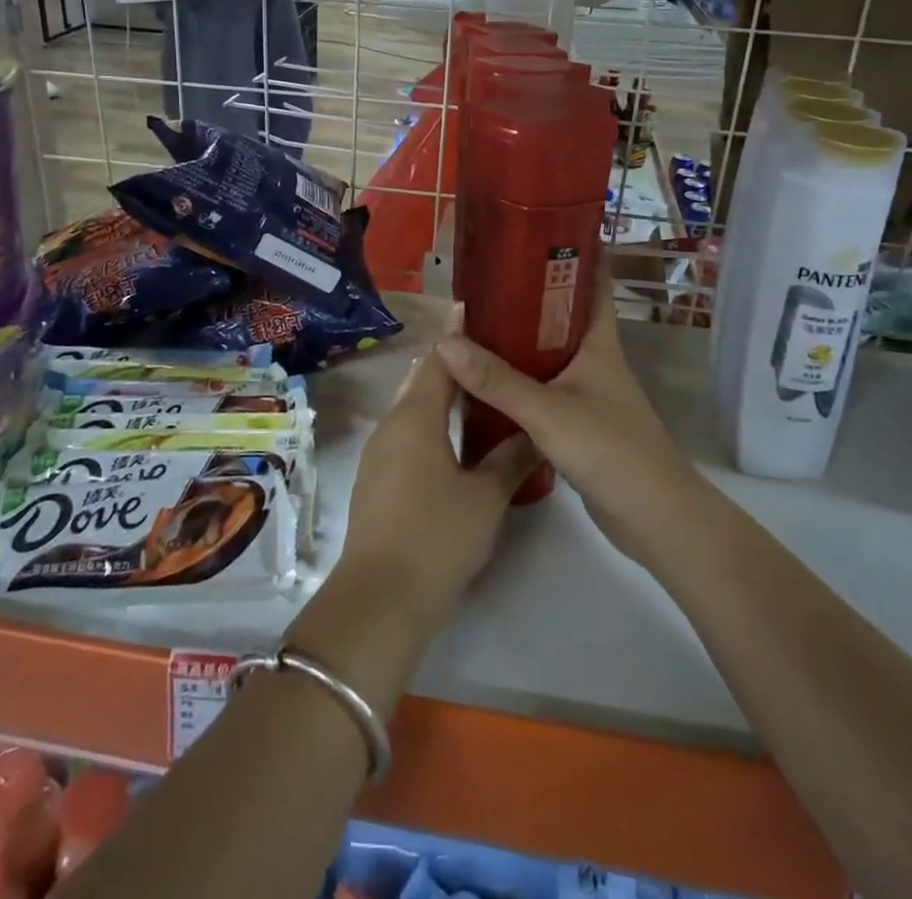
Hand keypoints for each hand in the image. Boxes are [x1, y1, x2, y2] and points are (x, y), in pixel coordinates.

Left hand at [330, 316, 541, 630]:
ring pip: (413, 406)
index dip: (461, 336)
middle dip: (453, 363)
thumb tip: (535, 432)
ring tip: (481, 389)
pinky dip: (430, 420)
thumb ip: (511, 458)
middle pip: (423, 378)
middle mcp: (392, 423)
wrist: (380, 597)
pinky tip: (455, 435)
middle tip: (493, 352)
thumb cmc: (437, 537)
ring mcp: (380, 450)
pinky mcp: (377, 476)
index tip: (483, 314)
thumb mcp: (486, 497)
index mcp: (416, 416)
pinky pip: (406, 431)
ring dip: (441, 394)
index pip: (441, 359)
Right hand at [437, 279, 701, 564]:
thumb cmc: (610, 449)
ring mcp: (587, 392)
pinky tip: (486, 380)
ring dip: (518, 340)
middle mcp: (594, 360)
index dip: (573, 253)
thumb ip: (497, 380)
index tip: (536, 231)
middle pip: (561, 316)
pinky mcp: (578, 423)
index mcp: (598, 342)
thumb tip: (445, 344)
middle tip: (483, 279)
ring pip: (547, 354)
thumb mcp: (547, 411)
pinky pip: (541, 388)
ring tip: (474, 323)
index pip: (592, 283)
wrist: (653, 517)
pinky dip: (517, 380)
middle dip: (527, 295)